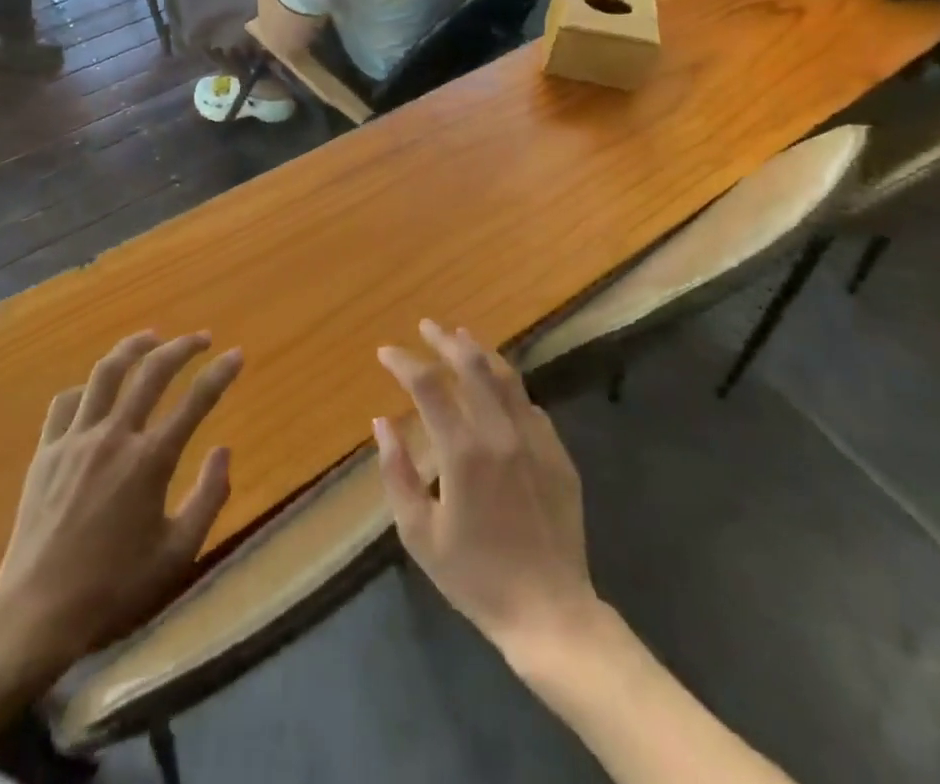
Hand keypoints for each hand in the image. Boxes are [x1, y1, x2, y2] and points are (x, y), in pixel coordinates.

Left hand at [0, 332, 242, 677]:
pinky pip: (66, 402)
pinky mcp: (46, 451)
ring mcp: (75, 439)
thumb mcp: (177, 554)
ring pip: (106, 372)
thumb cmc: (113, 589)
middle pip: (152, 371)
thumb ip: (208, 497)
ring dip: (133, 348)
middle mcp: (114, 436)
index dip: (221, 373)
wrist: (35, 615)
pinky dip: (87, 388)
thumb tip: (223, 449)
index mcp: (150, 461)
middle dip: (182, 347)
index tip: (236, 354)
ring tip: (151, 337)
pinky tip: (96, 389)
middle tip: (202, 338)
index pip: (196, 401)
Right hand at [375, 320, 595, 662]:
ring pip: (506, 377)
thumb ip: (397, 472)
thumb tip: (382, 423)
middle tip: (426, 326)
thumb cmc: (475, 576)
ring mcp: (535, 439)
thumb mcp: (419, 533)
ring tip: (461, 337)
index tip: (386, 353)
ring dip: (480, 352)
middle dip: (444, 340)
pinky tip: (498, 388)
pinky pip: (529, 405)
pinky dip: (508, 388)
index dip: (404, 363)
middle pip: (471, 365)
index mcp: (463, 451)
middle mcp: (500, 433)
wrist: (549, 611)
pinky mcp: (558, 453)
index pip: (428, 385)